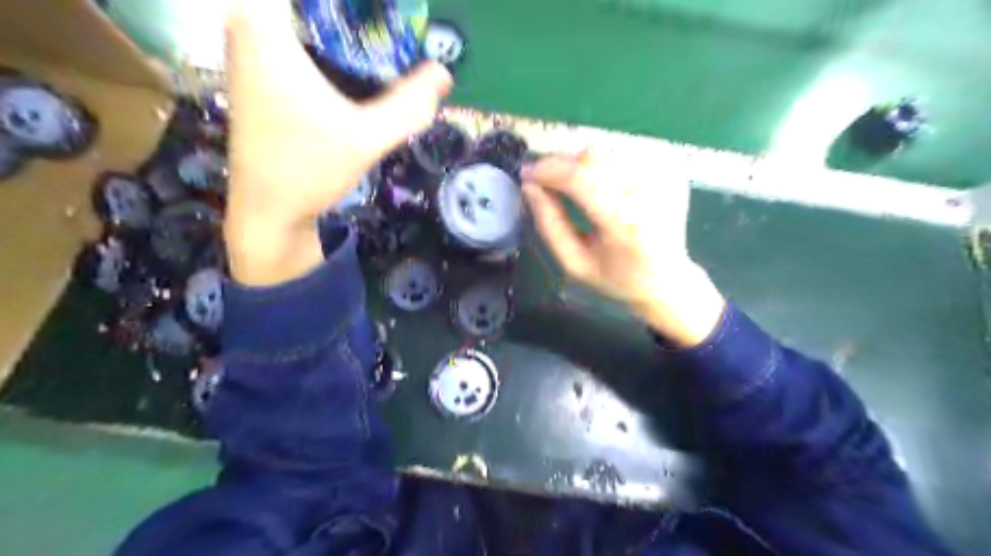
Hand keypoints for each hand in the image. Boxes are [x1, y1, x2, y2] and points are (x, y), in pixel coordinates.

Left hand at [223, 0, 449, 286]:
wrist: (267, 210)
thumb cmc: (308, 170)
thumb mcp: (366, 137)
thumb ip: (409, 104)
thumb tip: (445, 73)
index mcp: (264, 25)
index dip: (355, 5)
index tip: (396, 12)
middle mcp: (247, 24)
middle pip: (314, 7)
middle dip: (355, 14)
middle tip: (397, 22)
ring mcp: (248, 47)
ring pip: (304, 18)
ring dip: (341, 25)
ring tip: (385, 34)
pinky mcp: (257, 70)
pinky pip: (296, 34)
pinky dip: (328, 40)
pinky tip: (358, 62)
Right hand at [521, 149, 725, 344]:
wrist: (667, 280)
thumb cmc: (617, 278)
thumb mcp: (574, 263)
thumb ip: (549, 225)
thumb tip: (530, 187)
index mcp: (624, 224)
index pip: (580, 179)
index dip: (547, 170)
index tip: (526, 173)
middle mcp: (647, 195)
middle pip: (592, 159)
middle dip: (559, 164)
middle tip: (542, 179)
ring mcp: (662, 179)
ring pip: (606, 153)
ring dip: (579, 164)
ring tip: (568, 184)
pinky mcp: (668, 172)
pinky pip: (623, 156)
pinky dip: (602, 165)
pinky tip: (598, 185)